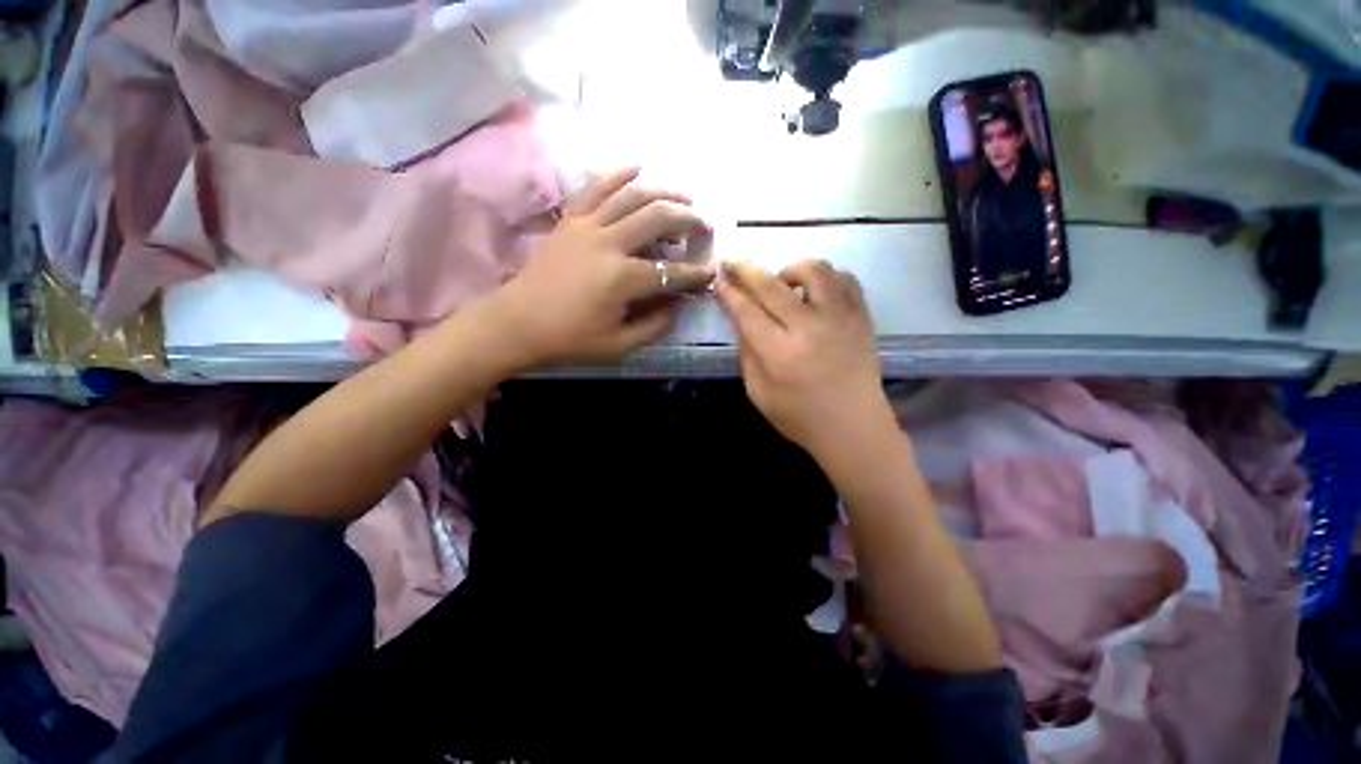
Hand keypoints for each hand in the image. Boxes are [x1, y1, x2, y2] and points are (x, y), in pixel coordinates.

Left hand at [490, 168, 714, 367]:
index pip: (671, 273)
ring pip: (633, 195)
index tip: (711, 272)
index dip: (696, 274)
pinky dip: (619, 174)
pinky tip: (638, 167)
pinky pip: (596, 187)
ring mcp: (587, 226)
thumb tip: (677, 305)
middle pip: (658, 219)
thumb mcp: (618, 345)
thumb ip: (654, 326)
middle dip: (689, 220)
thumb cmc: (569, 339)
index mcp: (622, 278)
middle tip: (705, 226)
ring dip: (664, 192)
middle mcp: (609, 243)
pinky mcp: (570, 220)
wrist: (516, 323)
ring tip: (685, 196)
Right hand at [715, 260, 888, 454]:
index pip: (747, 312)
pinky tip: (815, 293)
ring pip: (815, 271)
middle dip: (746, 270)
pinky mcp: (862, 318)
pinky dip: (826, 278)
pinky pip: (846, 279)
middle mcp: (810, 329)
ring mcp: (841, 319)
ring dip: (791, 270)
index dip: (730, 293)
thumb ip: (747, 354)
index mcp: (780, 354)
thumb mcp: (759, 393)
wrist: (853, 428)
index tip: (719, 280)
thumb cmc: (800, 417)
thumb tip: (740, 318)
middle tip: (732, 263)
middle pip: (772, 285)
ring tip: (783, 284)